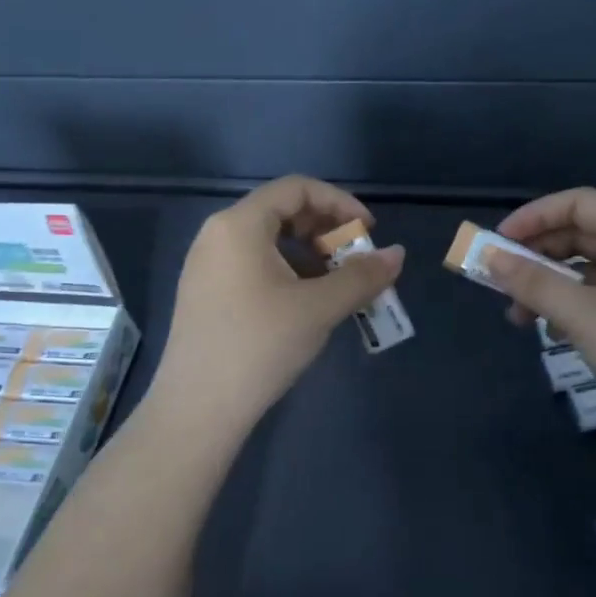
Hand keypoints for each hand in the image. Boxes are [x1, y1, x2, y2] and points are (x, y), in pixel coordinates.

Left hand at [149, 176, 404, 434]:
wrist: (197, 409)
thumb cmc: (260, 346)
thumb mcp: (319, 308)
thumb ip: (362, 276)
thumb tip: (398, 255)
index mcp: (239, 225)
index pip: (296, 188)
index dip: (340, 202)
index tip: (368, 232)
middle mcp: (217, 234)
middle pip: (281, 210)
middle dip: (326, 229)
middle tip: (354, 259)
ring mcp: (206, 265)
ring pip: (267, 240)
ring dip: (309, 253)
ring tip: (335, 284)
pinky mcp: (204, 292)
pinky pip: (252, 263)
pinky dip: (286, 270)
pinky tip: (304, 303)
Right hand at [482, 188, 595, 441]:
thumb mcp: (584, 315)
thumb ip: (533, 283)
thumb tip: (489, 257)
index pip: (580, 204)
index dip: (535, 216)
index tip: (498, 241)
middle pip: (584, 236)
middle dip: (539, 255)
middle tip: (502, 280)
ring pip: (591, 273)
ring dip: (551, 287)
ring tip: (519, 316)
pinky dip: (573, 309)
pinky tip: (553, 333)